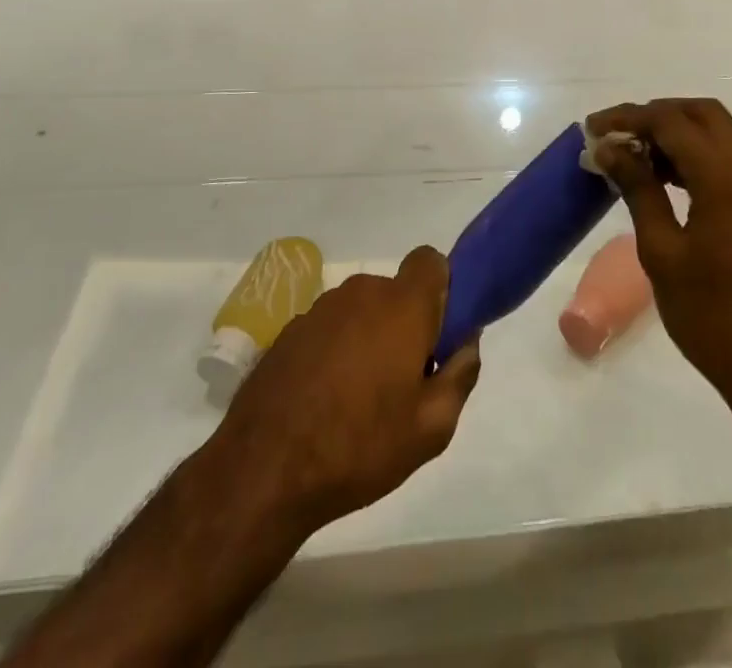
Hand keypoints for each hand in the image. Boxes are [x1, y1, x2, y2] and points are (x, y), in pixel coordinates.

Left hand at [209, 247, 481, 535]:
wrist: (265, 470)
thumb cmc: (360, 446)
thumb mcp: (431, 428)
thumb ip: (460, 375)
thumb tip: (466, 342)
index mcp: (402, 305)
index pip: (431, 261)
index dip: (441, 290)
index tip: (438, 335)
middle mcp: (361, 293)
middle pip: (396, 293)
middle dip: (406, 325)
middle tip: (404, 381)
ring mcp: (320, 309)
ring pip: (362, 312)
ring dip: (369, 339)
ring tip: (361, 399)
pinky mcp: (289, 331)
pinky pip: (330, 329)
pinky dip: (336, 352)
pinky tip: (326, 401)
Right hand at [588, 100, 731, 421]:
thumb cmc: (714, 316)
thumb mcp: (662, 252)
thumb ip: (637, 189)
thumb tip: (609, 148)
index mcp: (726, 177)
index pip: (671, 122)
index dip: (628, 118)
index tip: (591, 129)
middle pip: (701, 113)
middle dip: (655, 114)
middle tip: (615, 134)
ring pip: (717, 133)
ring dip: (675, 133)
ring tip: (630, 154)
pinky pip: (726, 159)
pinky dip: (693, 154)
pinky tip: (661, 177)